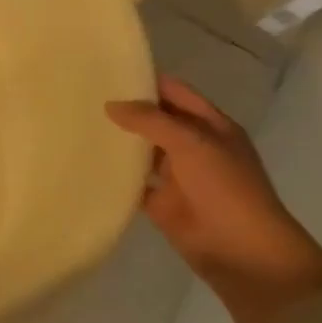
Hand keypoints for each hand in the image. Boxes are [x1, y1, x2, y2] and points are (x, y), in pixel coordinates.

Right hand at [107, 78, 321, 322]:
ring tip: (77, 124)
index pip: (175, 92)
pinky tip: (86, 163)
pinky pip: (134, 184)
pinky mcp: (162, 204)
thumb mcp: (191, 143)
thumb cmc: (226, 189)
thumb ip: (151, 120)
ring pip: (143, 152)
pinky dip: (115, 176)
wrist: (243, 253)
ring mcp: (178, 177)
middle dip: (127, 109)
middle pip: (156, 120)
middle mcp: (194, 147)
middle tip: (83, 95)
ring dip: (119, 142)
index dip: (146, 80)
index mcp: (211, 126)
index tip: (108, 70)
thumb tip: (111, 104)